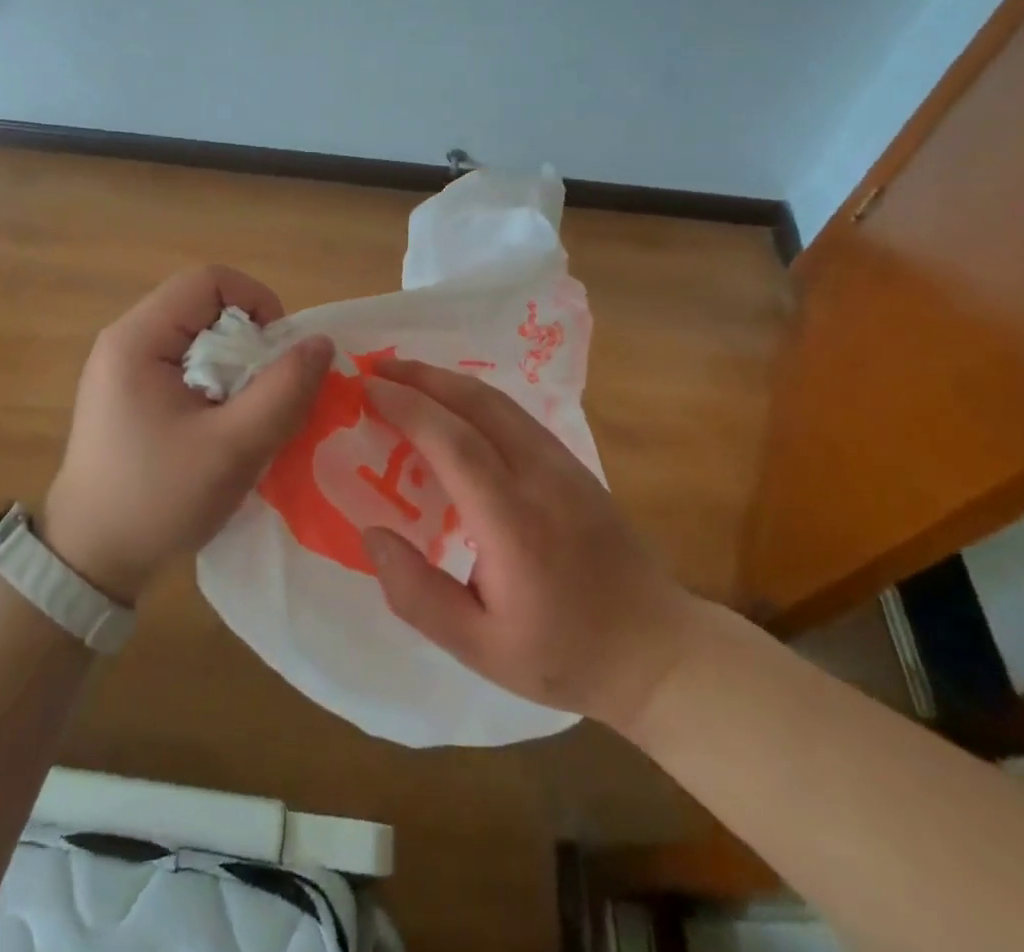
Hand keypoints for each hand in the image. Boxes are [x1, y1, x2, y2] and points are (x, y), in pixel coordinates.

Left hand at [41, 266, 332, 604]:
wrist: (89, 561)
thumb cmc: (157, 499)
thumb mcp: (232, 447)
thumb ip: (283, 390)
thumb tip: (321, 342)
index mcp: (138, 338)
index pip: (209, 280)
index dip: (257, 302)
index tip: (279, 352)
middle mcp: (126, 341)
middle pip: (205, 306)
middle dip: (250, 340)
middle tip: (268, 391)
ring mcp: (125, 368)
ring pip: (200, 337)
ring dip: (237, 366)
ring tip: (249, 413)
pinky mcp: (130, 394)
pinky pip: (187, 365)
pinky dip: (218, 384)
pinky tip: (224, 426)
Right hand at [360, 358, 701, 733]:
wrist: (657, 650)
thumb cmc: (563, 654)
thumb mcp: (480, 649)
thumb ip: (418, 596)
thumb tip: (371, 534)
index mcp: (514, 524)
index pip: (454, 443)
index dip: (408, 409)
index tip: (366, 390)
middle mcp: (541, 478)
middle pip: (477, 404)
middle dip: (422, 377)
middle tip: (374, 368)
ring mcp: (563, 464)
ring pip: (499, 401)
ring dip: (447, 381)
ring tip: (403, 377)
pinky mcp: (574, 464)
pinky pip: (515, 414)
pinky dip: (473, 397)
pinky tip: (452, 405)